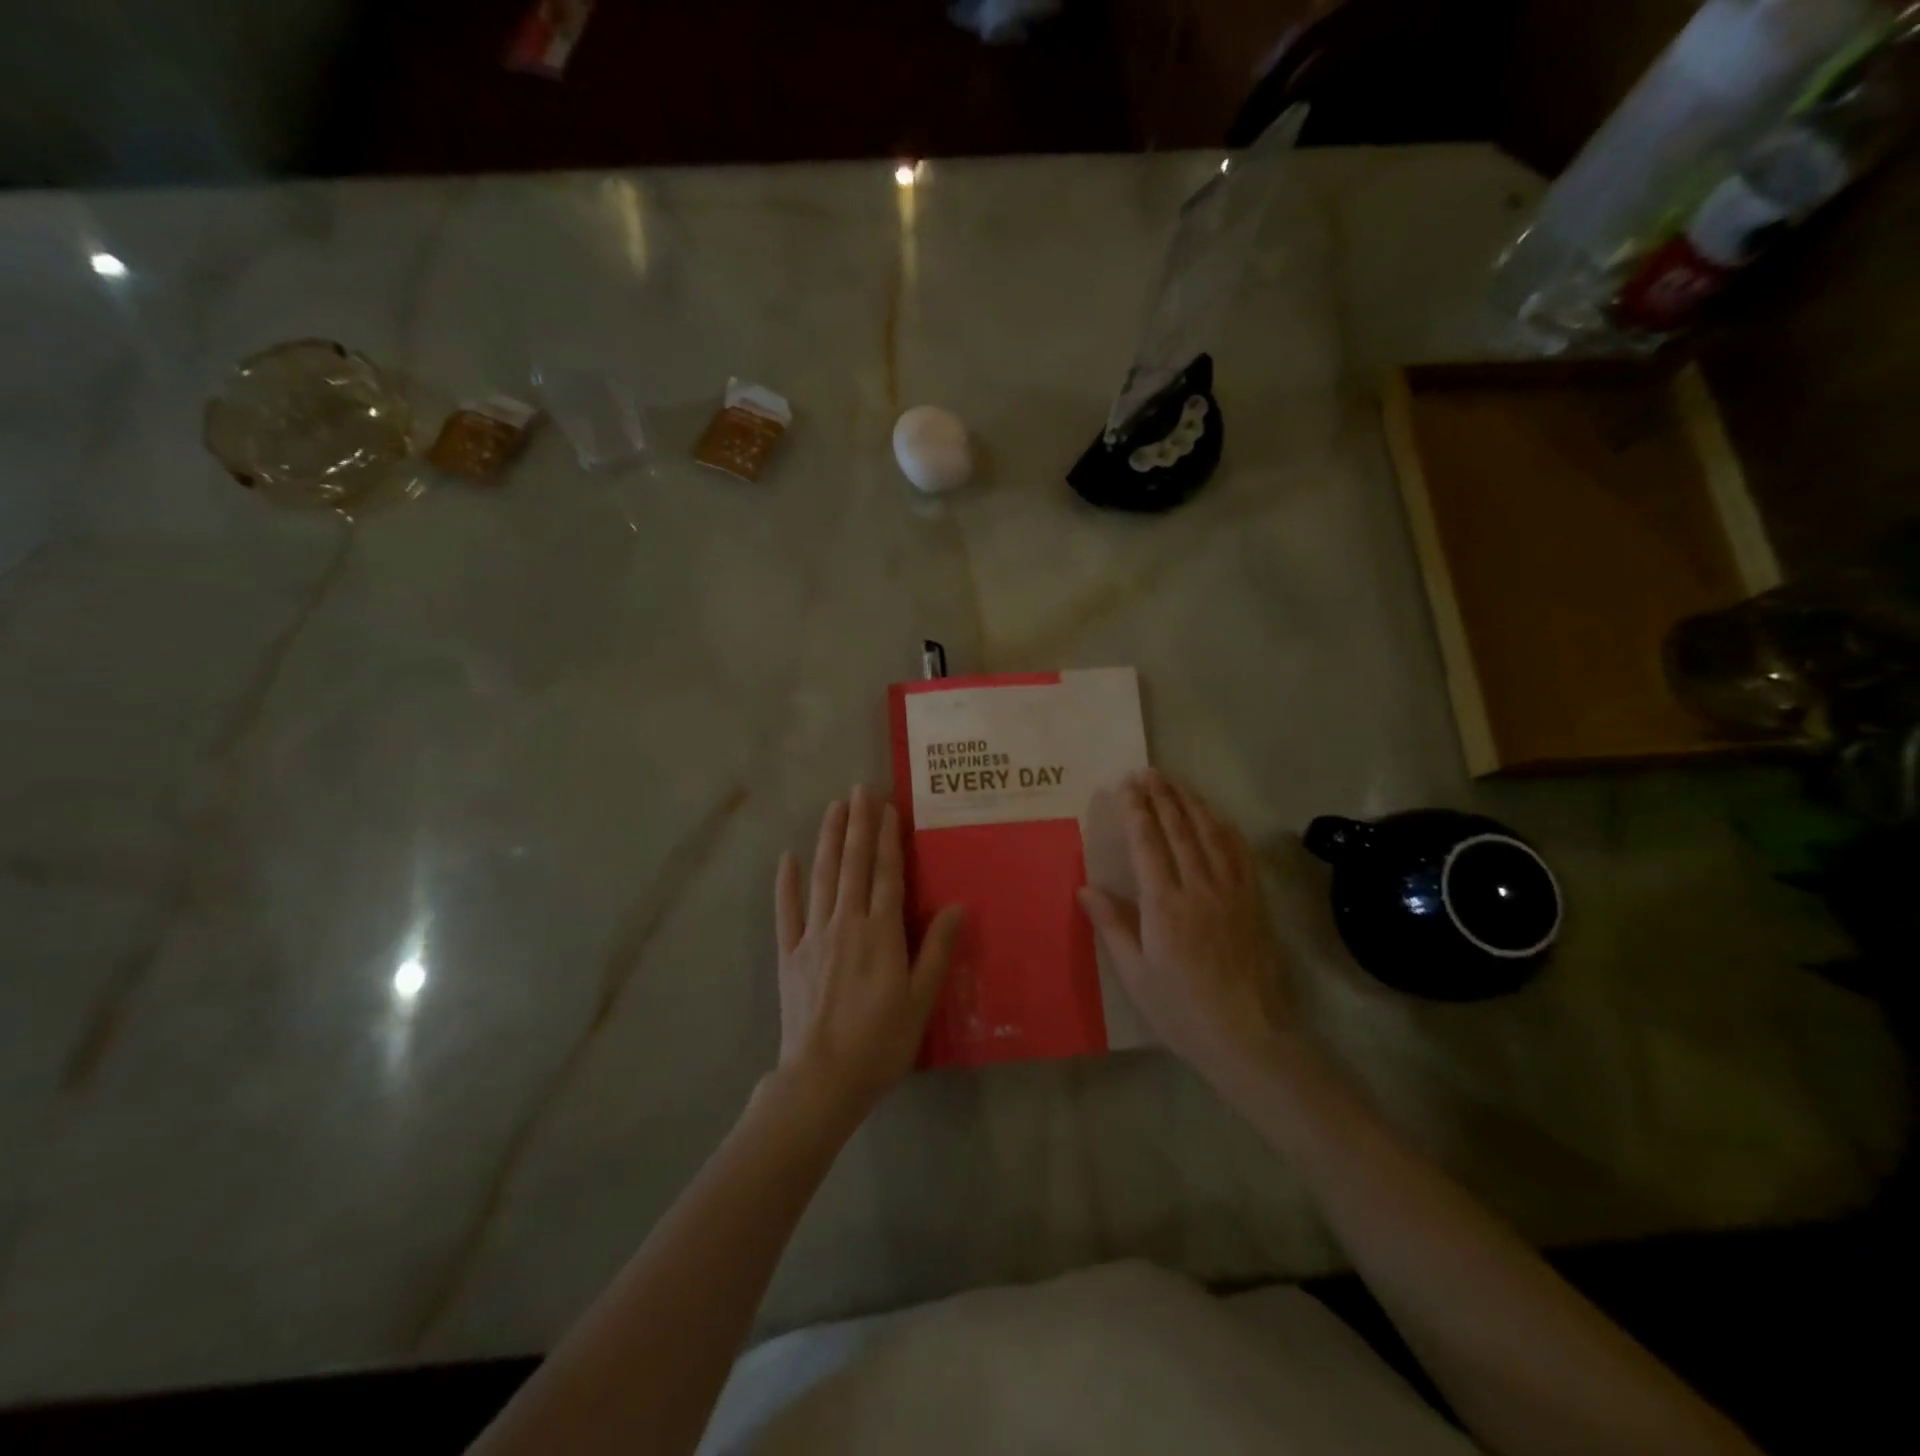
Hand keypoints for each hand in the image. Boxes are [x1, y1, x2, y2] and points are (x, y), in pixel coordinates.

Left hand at [773, 785, 963, 1122]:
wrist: (821, 1080)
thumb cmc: (880, 1043)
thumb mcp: (921, 1001)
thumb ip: (937, 950)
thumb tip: (958, 905)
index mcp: (881, 933)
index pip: (886, 874)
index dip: (887, 838)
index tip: (887, 806)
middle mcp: (846, 923)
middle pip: (853, 864)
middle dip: (858, 824)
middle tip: (859, 789)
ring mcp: (813, 936)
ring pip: (822, 876)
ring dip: (829, 839)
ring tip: (833, 807)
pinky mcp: (790, 954)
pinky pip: (787, 911)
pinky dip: (786, 883)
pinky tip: (787, 858)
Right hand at [1079, 770, 1291, 1082]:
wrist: (1246, 1036)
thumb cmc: (1180, 1009)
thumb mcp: (1135, 973)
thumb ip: (1112, 925)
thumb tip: (1085, 887)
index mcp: (1164, 905)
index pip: (1147, 844)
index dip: (1135, 811)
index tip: (1125, 787)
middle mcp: (1199, 888)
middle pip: (1179, 829)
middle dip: (1161, 796)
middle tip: (1147, 772)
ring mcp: (1231, 891)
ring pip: (1210, 834)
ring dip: (1191, 803)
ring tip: (1175, 782)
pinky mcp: (1253, 901)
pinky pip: (1239, 853)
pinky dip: (1225, 828)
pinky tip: (1216, 816)